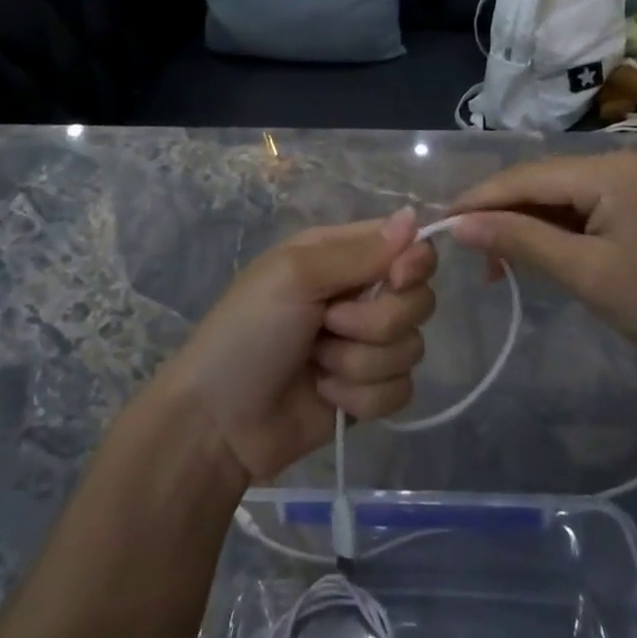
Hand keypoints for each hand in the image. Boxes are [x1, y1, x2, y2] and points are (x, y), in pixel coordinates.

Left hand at [162, 209, 436, 482]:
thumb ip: (360, 252)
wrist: (218, 421)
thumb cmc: (248, 333)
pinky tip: (324, 395)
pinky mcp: (368, 392)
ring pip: (410, 348)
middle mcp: (359, 295)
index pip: (407, 245)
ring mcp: (366, 346)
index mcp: (341, 256)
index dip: (413, 262)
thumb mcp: (295, 277)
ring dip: (359, 363)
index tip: (397, 278)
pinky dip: (360, 397)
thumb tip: (414, 215)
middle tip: (328, 325)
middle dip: (376, 322)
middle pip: (418, 300)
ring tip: (316, 365)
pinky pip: (401, 390)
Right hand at [448, 151, 636, 374]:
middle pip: (540, 182)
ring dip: (525, 225)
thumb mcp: (586, 274)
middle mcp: (618, 162)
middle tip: (469, 254)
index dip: (480, 199)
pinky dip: (553, 231)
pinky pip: (580, 208)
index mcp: (610, 170)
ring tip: (497, 265)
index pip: (527, 176)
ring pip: (557, 196)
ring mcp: (630, 181)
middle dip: (501, 214)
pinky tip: (535, 255)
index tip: (439, 224)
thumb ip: (520, 241)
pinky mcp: (636, 203)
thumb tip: (460, 224)